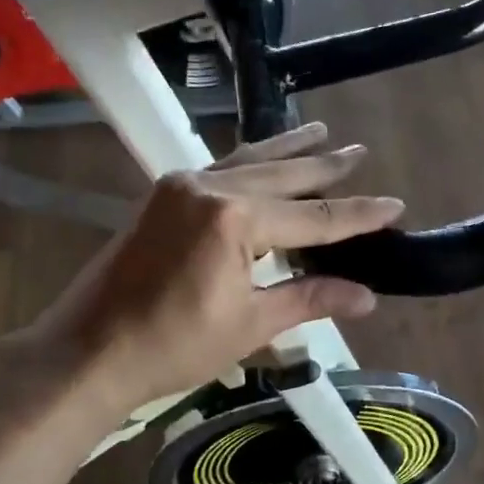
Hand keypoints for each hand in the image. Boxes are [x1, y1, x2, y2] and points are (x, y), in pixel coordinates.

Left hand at [17, 123, 402, 417]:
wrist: (88, 351)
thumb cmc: (174, 346)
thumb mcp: (251, 324)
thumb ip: (310, 298)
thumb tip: (367, 296)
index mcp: (234, 219)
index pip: (313, 217)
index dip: (357, 215)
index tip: (395, 206)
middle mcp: (209, 188)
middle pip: (282, 175)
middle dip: (325, 167)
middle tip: (360, 151)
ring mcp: (181, 187)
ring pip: (249, 162)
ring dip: (287, 151)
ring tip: (321, 132)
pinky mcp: (164, 197)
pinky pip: (220, 169)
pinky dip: (250, 162)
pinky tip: (263, 157)